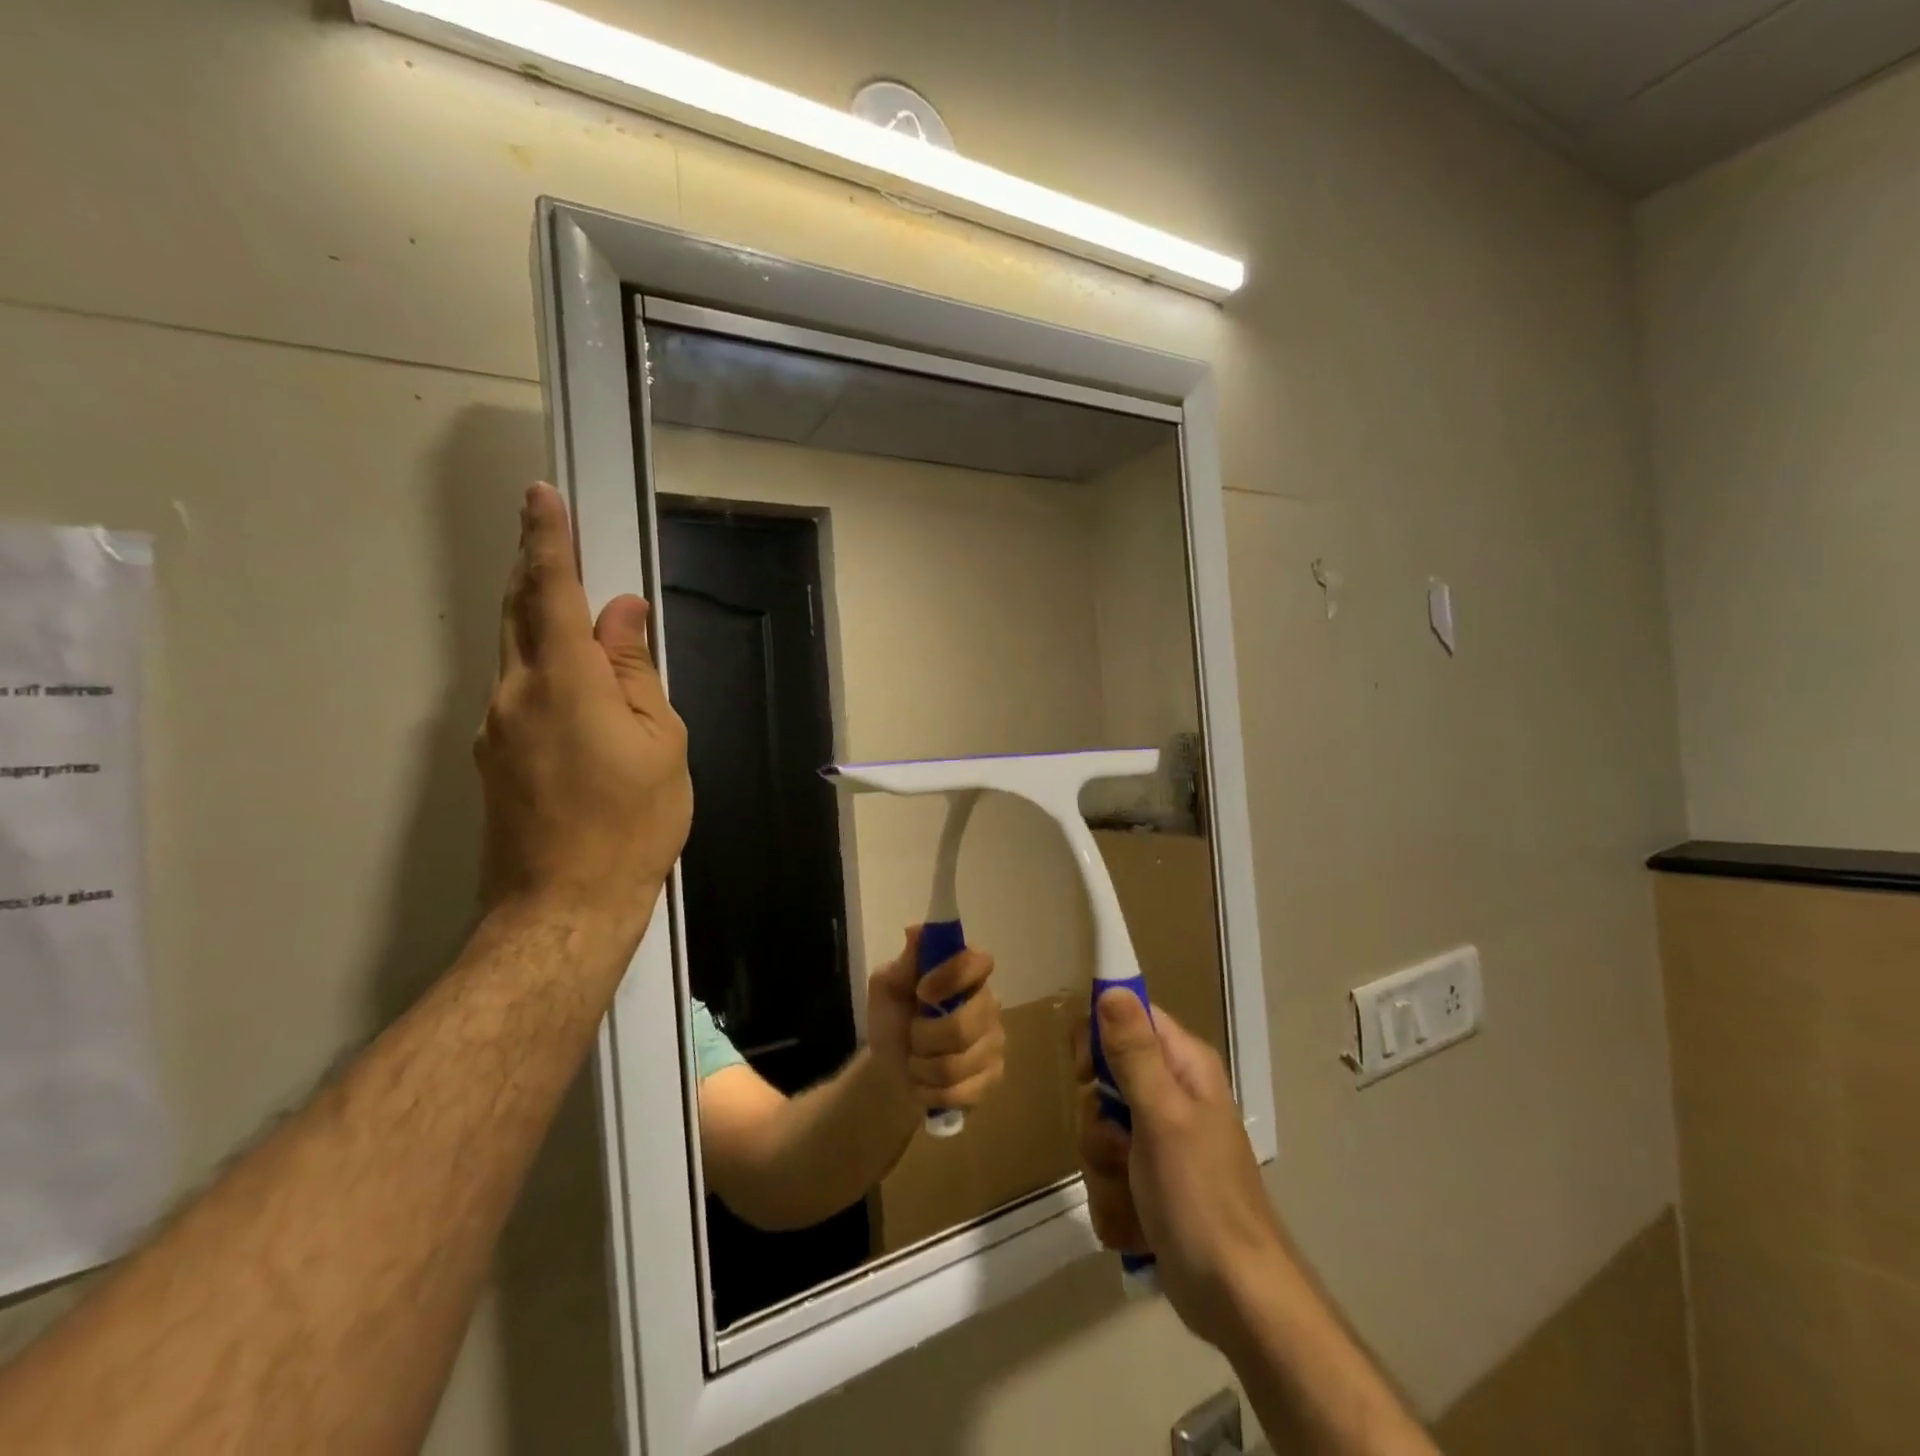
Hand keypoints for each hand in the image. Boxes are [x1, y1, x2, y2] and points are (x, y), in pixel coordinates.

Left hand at [475, 483, 691, 939]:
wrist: (564, 905)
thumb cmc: (632, 822)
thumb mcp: (659, 742)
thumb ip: (635, 672)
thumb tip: (622, 614)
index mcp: (564, 682)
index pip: (553, 592)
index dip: (549, 540)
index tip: (541, 497)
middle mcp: (515, 693)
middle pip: (519, 613)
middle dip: (534, 569)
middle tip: (550, 536)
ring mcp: (494, 728)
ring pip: (514, 653)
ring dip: (537, 618)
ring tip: (570, 608)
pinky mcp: (492, 758)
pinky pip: (517, 691)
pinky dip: (541, 666)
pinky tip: (572, 685)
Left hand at [867, 929, 1005, 1119]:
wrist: (890, 1068)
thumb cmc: (892, 1018)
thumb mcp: (887, 987)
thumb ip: (904, 962)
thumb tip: (915, 931)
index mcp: (966, 972)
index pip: (979, 962)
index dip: (952, 977)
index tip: (922, 991)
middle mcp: (989, 1002)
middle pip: (965, 1024)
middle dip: (925, 1036)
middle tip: (913, 1033)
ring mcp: (995, 1041)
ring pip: (958, 1064)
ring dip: (923, 1067)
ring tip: (917, 1060)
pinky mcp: (993, 1077)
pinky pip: (962, 1092)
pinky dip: (931, 1091)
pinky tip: (926, 1083)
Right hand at [1075, 991, 1284, 1348]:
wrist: (1237, 1301)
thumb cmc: (1202, 1197)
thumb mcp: (1162, 1116)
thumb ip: (1134, 1052)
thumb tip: (1110, 987)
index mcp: (1182, 1065)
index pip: (1125, 1017)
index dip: (1096, 1039)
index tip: (1086, 1073)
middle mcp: (1170, 1094)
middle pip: (1101, 1081)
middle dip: (1098, 1123)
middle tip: (1121, 1146)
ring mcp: (1157, 1141)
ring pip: (1097, 1132)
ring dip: (1104, 1170)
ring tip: (1135, 1195)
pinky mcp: (1147, 1183)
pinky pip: (1104, 1174)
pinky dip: (1114, 1202)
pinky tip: (1138, 1224)